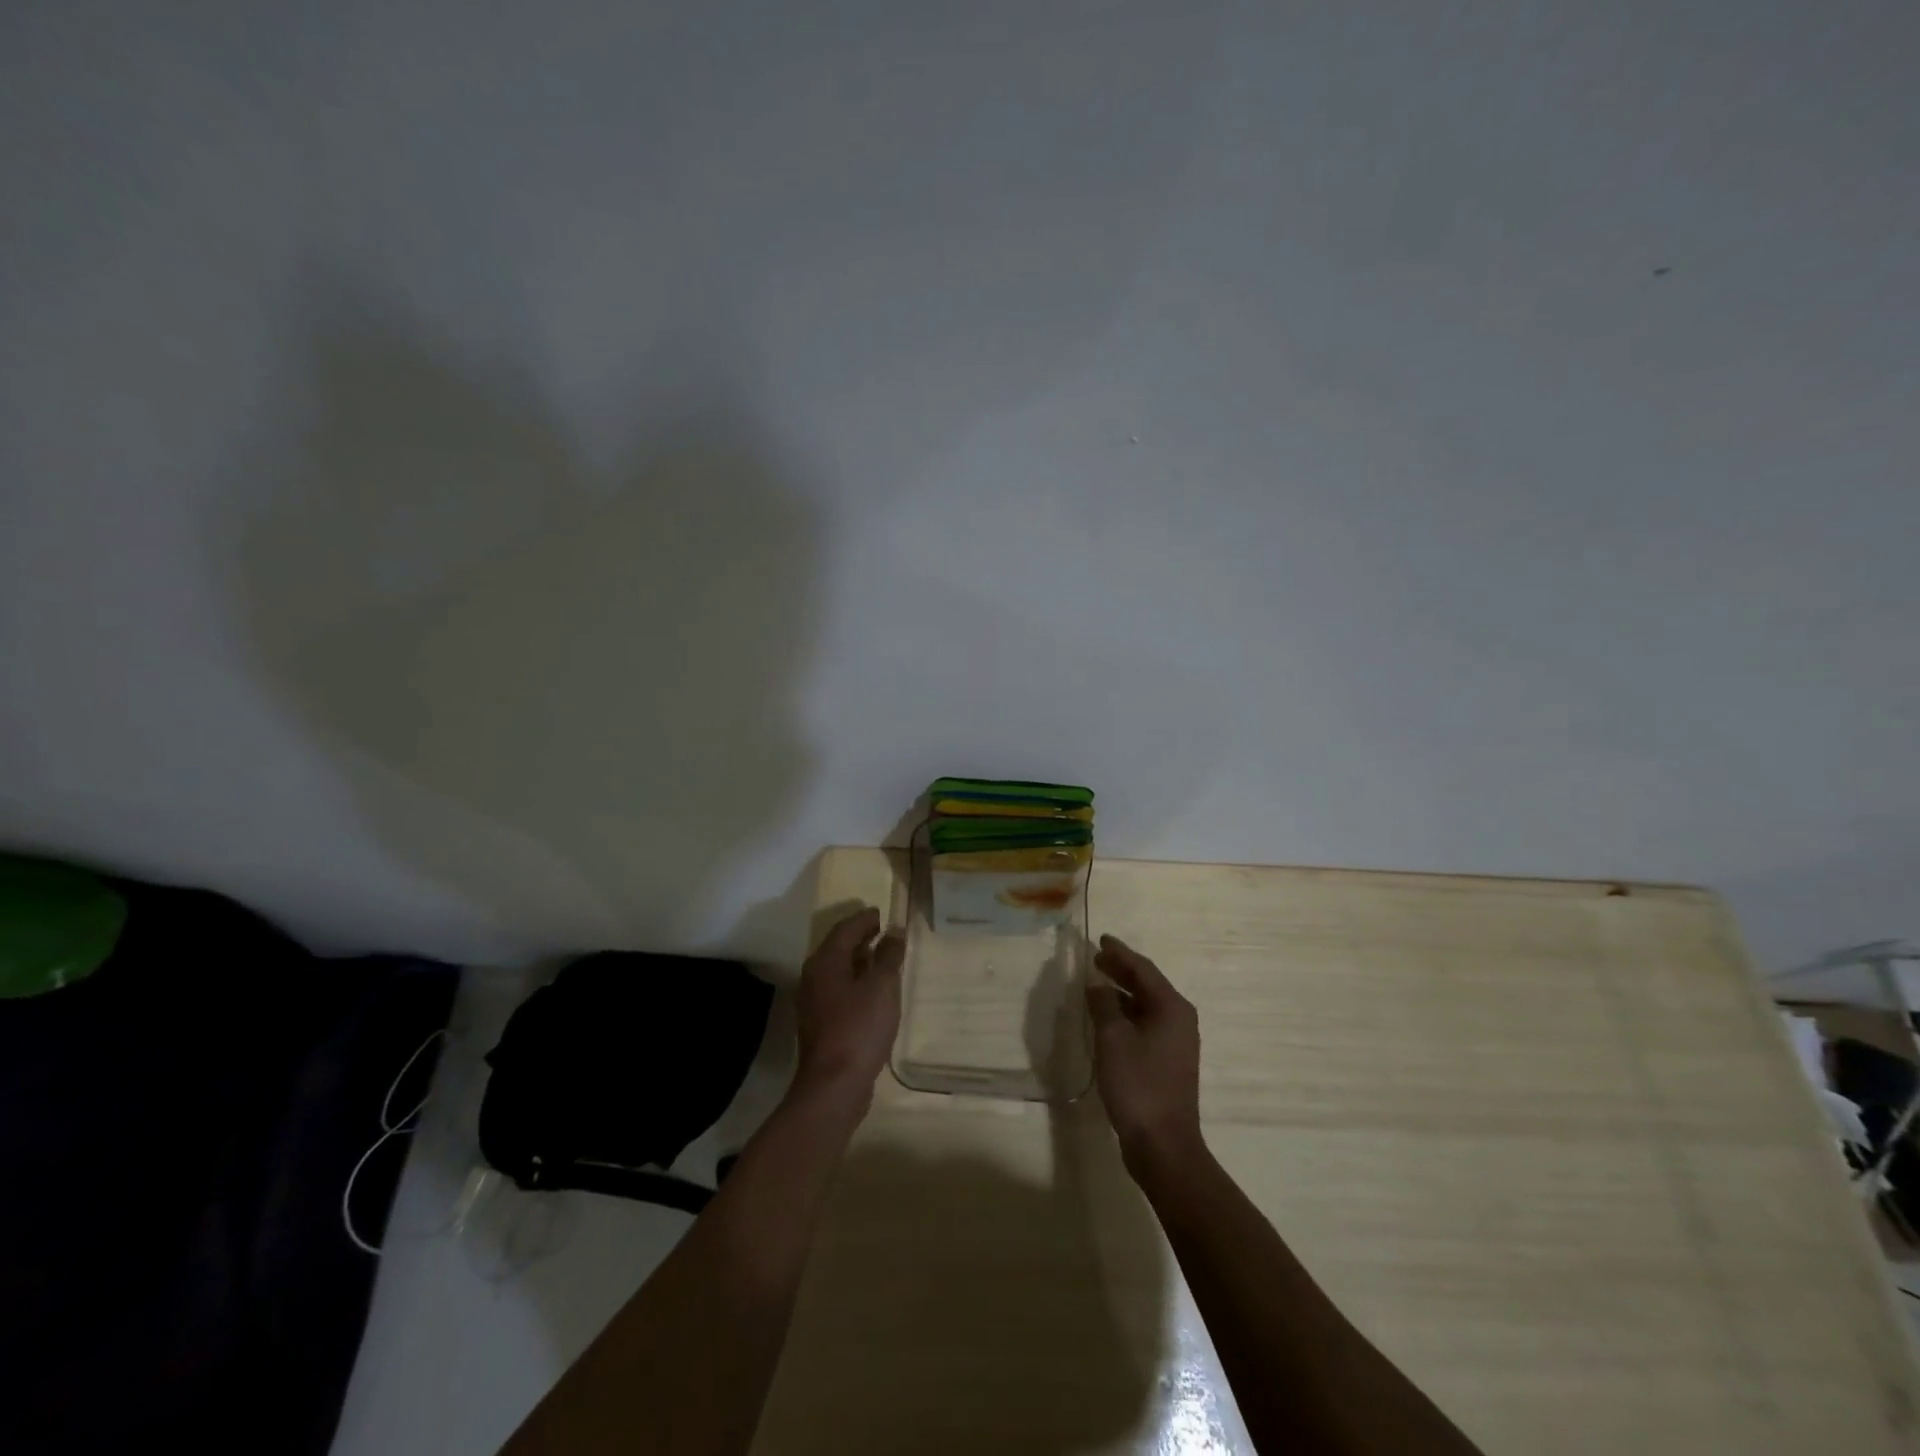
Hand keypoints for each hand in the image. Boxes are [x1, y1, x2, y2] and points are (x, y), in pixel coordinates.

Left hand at [790, 907, 903, 1117]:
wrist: (834, 1085)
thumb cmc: (859, 1027)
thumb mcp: (882, 986)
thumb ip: (889, 955)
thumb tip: (894, 931)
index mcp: (825, 961)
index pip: (845, 928)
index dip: (865, 918)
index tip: (882, 913)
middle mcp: (813, 976)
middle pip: (838, 947)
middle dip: (861, 937)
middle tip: (885, 931)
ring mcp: (813, 1002)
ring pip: (838, 970)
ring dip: (859, 960)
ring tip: (884, 958)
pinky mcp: (820, 1024)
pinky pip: (839, 990)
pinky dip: (856, 982)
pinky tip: (874, 992)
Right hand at [1087, 935, 1203, 1176]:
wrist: (1163, 1144)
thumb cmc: (1138, 1085)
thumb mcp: (1113, 1039)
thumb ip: (1104, 1005)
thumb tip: (1097, 984)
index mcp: (1172, 1007)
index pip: (1143, 969)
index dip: (1120, 953)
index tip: (1101, 939)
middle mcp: (1179, 1019)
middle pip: (1147, 985)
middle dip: (1121, 970)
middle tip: (1096, 958)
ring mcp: (1176, 1042)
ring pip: (1146, 1005)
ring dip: (1122, 993)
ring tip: (1096, 983)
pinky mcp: (1167, 1061)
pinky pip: (1145, 1024)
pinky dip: (1125, 1015)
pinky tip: (1106, 1017)